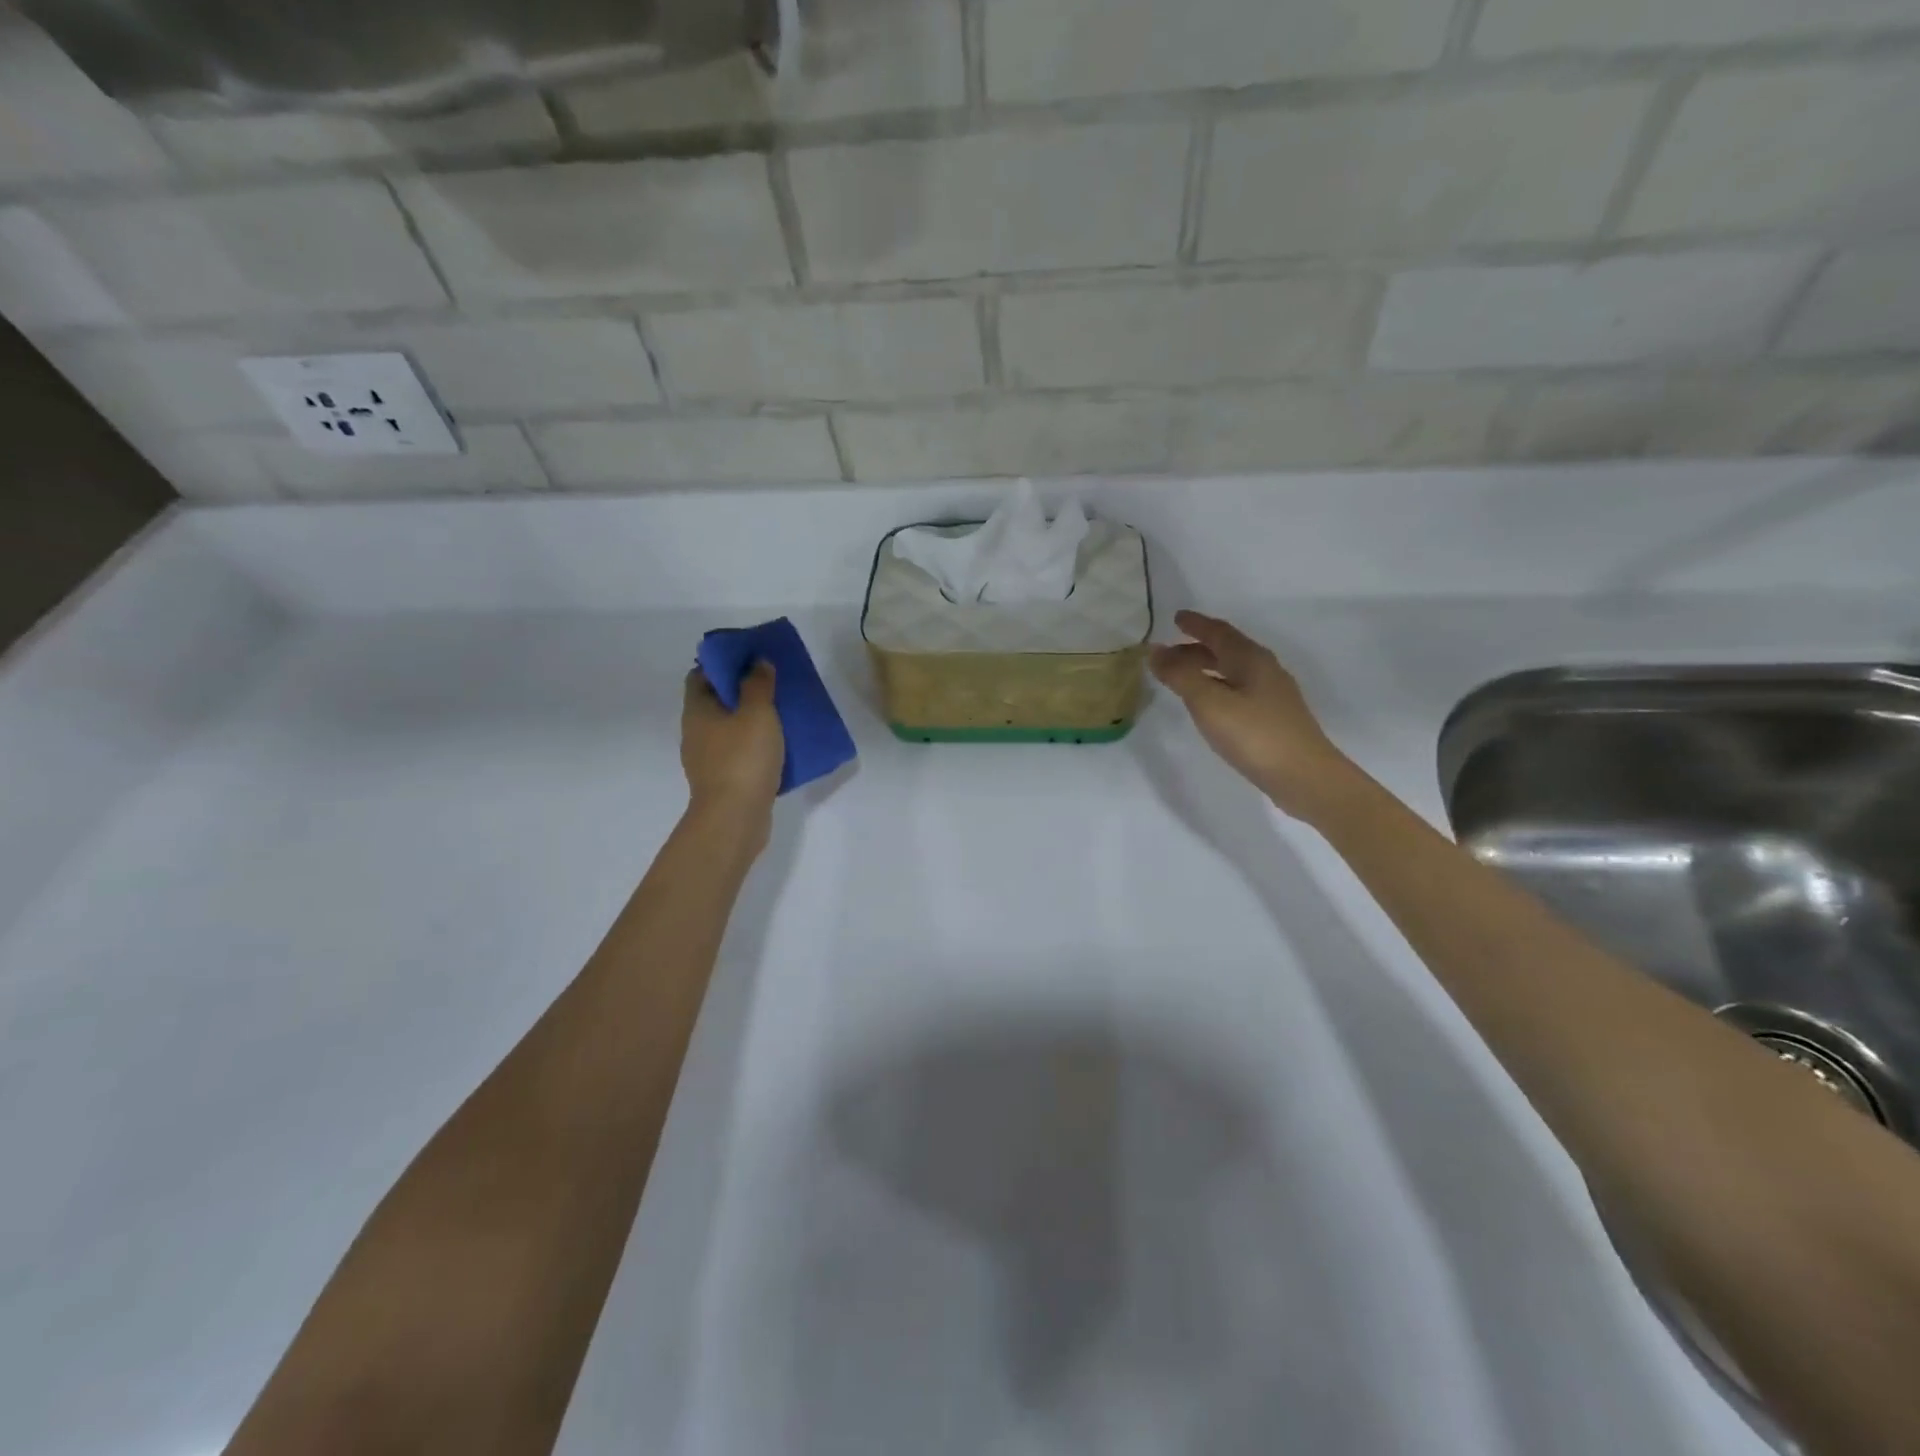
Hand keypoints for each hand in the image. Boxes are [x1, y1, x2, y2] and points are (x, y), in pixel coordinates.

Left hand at [681, 664, 783, 837]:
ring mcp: (708, 760)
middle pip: (717, 702)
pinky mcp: (723, 781)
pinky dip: (756, 746)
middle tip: (773, 684)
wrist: (735, 818)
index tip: (750, 660)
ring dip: (752, 720)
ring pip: (730, 729)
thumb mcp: (757, 713)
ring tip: (782, 714)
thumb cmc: (743, 758)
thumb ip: (758, 684)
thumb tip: (757, 662)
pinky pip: (740, 753)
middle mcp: (696, 733)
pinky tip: (779, 747)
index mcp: (697, 710)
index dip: (722, 664)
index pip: (700, 675)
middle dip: (742, 691)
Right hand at [1150, 611, 1361, 821]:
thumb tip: (1155, 651)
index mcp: (1251, 659)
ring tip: (1182, 678)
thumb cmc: (1254, 735)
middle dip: (1195, 649)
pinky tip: (1209, 705)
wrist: (1304, 776)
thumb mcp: (1209, 703)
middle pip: (1226, 650)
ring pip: (1233, 671)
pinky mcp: (1274, 718)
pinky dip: (1217, 687)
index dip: (1195, 624)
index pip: (1219, 632)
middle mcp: (1265, 670)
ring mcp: (1273, 695)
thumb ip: (1180, 675)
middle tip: (1168, 654)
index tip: (1175, 618)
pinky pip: (1238, 690)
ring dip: (1206, 668)